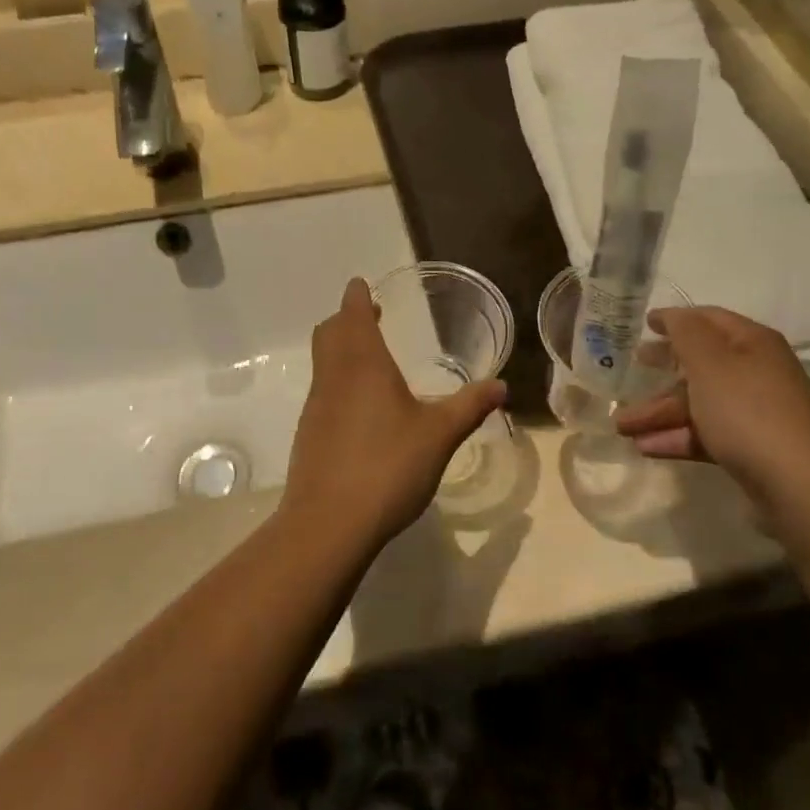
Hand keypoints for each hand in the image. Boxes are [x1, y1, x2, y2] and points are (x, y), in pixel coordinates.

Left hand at [283, 280, 506, 547]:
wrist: (328, 523)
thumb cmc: (387, 466)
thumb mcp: (438, 436)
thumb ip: (469, 407)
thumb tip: (501, 386)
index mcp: (363, 365)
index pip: (351, 314)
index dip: (356, 296)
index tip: (362, 285)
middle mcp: (333, 377)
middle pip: (329, 333)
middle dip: (346, 319)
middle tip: (368, 316)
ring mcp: (316, 406)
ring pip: (323, 363)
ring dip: (340, 350)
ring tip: (370, 360)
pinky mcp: (308, 435)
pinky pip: (322, 392)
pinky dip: (338, 382)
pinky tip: (361, 410)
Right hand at [614, 308, 809, 515]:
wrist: (798, 484)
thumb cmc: (748, 411)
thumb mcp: (710, 363)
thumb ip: (685, 333)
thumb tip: (672, 314)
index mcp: (751, 343)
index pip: (708, 319)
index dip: (674, 319)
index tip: (642, 324)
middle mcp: (756, 372)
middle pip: (699, 364)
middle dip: (660, 371)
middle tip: (628, 373)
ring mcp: (754, 412)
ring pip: (698, 403)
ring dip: (658, 412)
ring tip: (620, 427)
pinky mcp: (750, 447)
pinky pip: (705, 433)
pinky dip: (675, 436)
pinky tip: (644, 447)